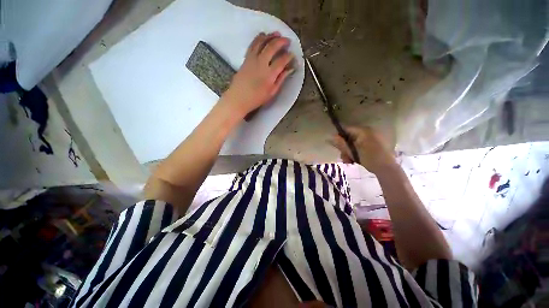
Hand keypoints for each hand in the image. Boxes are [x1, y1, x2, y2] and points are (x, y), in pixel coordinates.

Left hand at [222, 32, 295, 116]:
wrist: (239, 98)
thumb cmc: (257, 98)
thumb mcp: (272, 92)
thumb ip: (281, 79)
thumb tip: (290, 69)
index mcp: (270, 74)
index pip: (282, 60)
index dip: (289, 56)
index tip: (292, 55)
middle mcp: (261, 63)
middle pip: (272, 47)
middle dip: (281, 41)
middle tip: (287, 41)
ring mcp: (252, 59)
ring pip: (261, 42)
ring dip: (270, 36)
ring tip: (276, 34)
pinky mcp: (246, 59)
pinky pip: (253, 45)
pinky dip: (258, 38)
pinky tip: (262, 36)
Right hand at [330, 126, 397, 174]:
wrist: (388, 169)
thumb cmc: (370, 159)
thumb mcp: (353, 152)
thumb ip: (341, 144)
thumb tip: (329, 137)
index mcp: (363, 131)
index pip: (346, 129)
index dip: (339, 137)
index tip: (335, 146)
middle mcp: (368, 132)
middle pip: (350, 137)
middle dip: (345, 148)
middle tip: (343, 158)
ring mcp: (372, 138)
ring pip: (354, 143)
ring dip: (349, 152)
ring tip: (349, 161)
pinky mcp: (374, 145)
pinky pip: (360, 146)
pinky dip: (356, 152)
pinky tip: (354, 160)